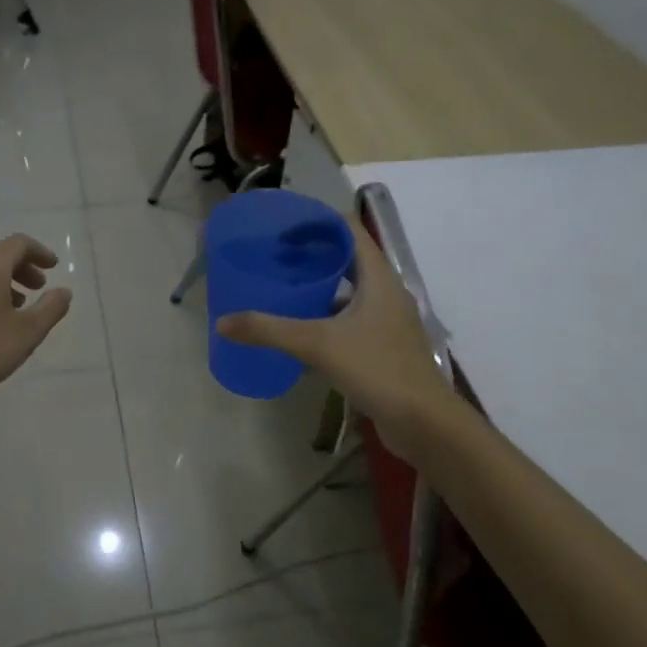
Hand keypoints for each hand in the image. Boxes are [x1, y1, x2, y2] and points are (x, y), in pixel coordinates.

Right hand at [215, 214, 455, 457]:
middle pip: (348, 259)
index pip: (349, 230)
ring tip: (282, 292)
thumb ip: (269, 330)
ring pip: (349, 293)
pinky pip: (350, 322)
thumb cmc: (376, 369)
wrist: (423, 422)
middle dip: (312, 256)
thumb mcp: (317, 344)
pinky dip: (325, 320)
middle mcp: (386, 293)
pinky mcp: (383, 348)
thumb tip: (222, 322)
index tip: (283, 230)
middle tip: (275, 259)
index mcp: (378, 278)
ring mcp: (387, 322)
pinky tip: (299, 335)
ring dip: (318, 289)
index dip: (317, 223)